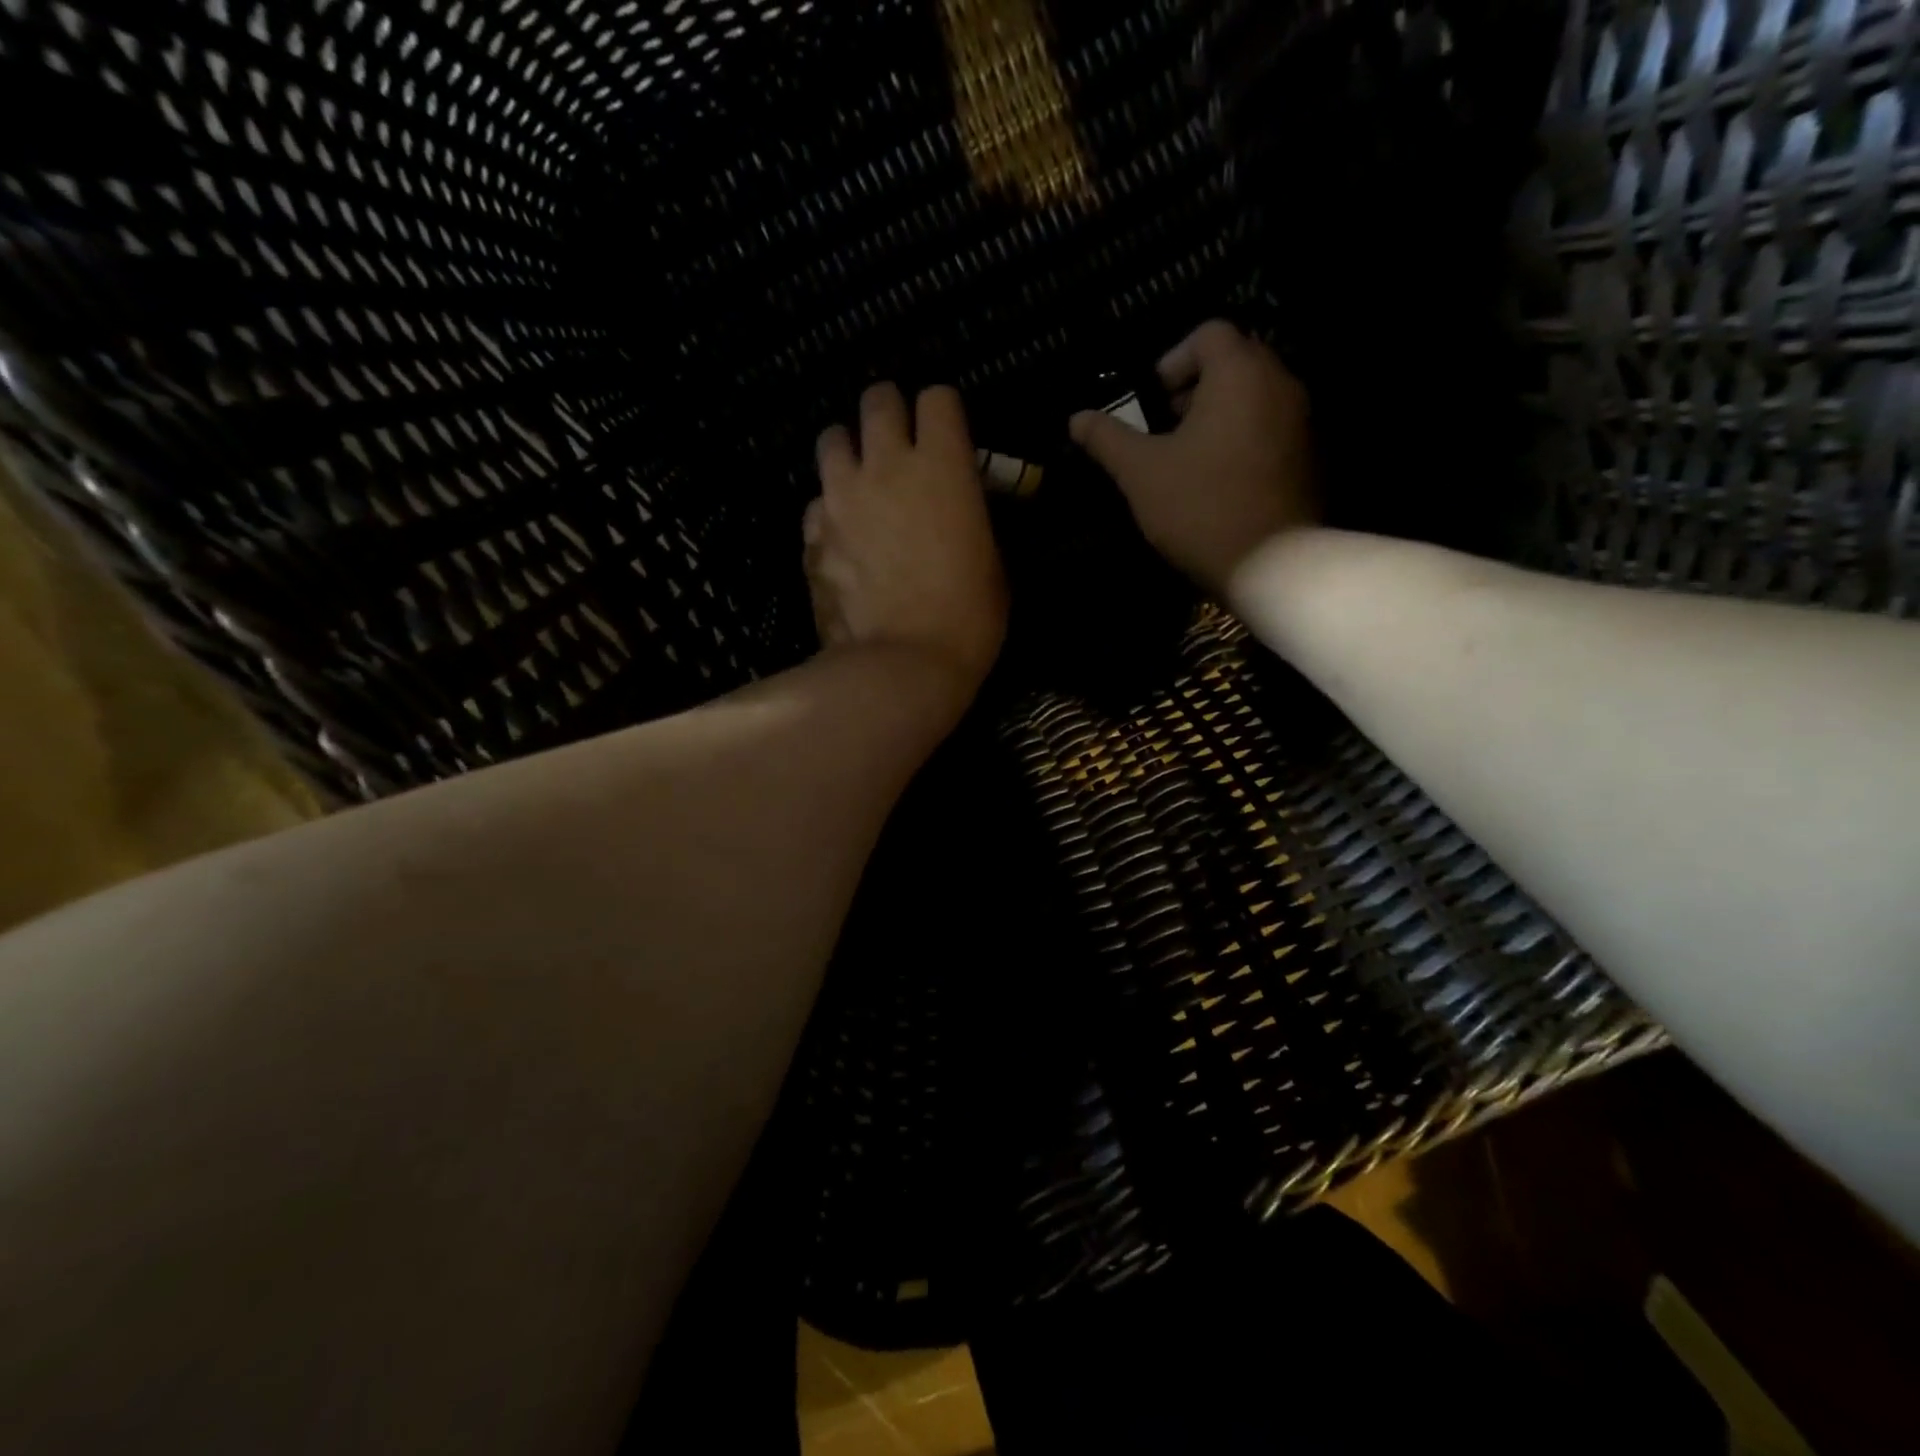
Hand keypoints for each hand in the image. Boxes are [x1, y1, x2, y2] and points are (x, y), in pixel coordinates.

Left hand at [807, 383, 1007, 709]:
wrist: (903, 665)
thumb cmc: (967, 618)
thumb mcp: (991, 559)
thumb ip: (969, 514)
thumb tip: (954, 503)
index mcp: (942, 465)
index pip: (937, 398)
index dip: (943, 413)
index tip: (947, 436)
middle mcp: (885, 465)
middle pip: (878, 399)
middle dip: (890, 413)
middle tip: (899, 443)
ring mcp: (841, 497)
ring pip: (832, 439)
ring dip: (849, 450)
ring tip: (860, 480)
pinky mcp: (811, 534)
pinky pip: (815, 501)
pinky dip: (828, 509)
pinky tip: (841, 536)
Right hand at [1069, 321, 1316, 595]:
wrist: (1272, 563)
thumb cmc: (1200, 507)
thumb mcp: (1141, 473)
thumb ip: (1108, 439)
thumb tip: (1076, 418)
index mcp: (1240, 374)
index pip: (1208, 334)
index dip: (1171, 361)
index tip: (1150, 402)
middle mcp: (1280, 383)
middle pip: (1235, 361)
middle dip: (1194, 388)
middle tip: (1164, 429)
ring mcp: (1301, 420)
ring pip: (1254, 397)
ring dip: (1218, 415)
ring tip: (1187, 458)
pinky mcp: (1310, 456)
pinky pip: (1270, 428)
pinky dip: (1242, 439)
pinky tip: (1218, 480)